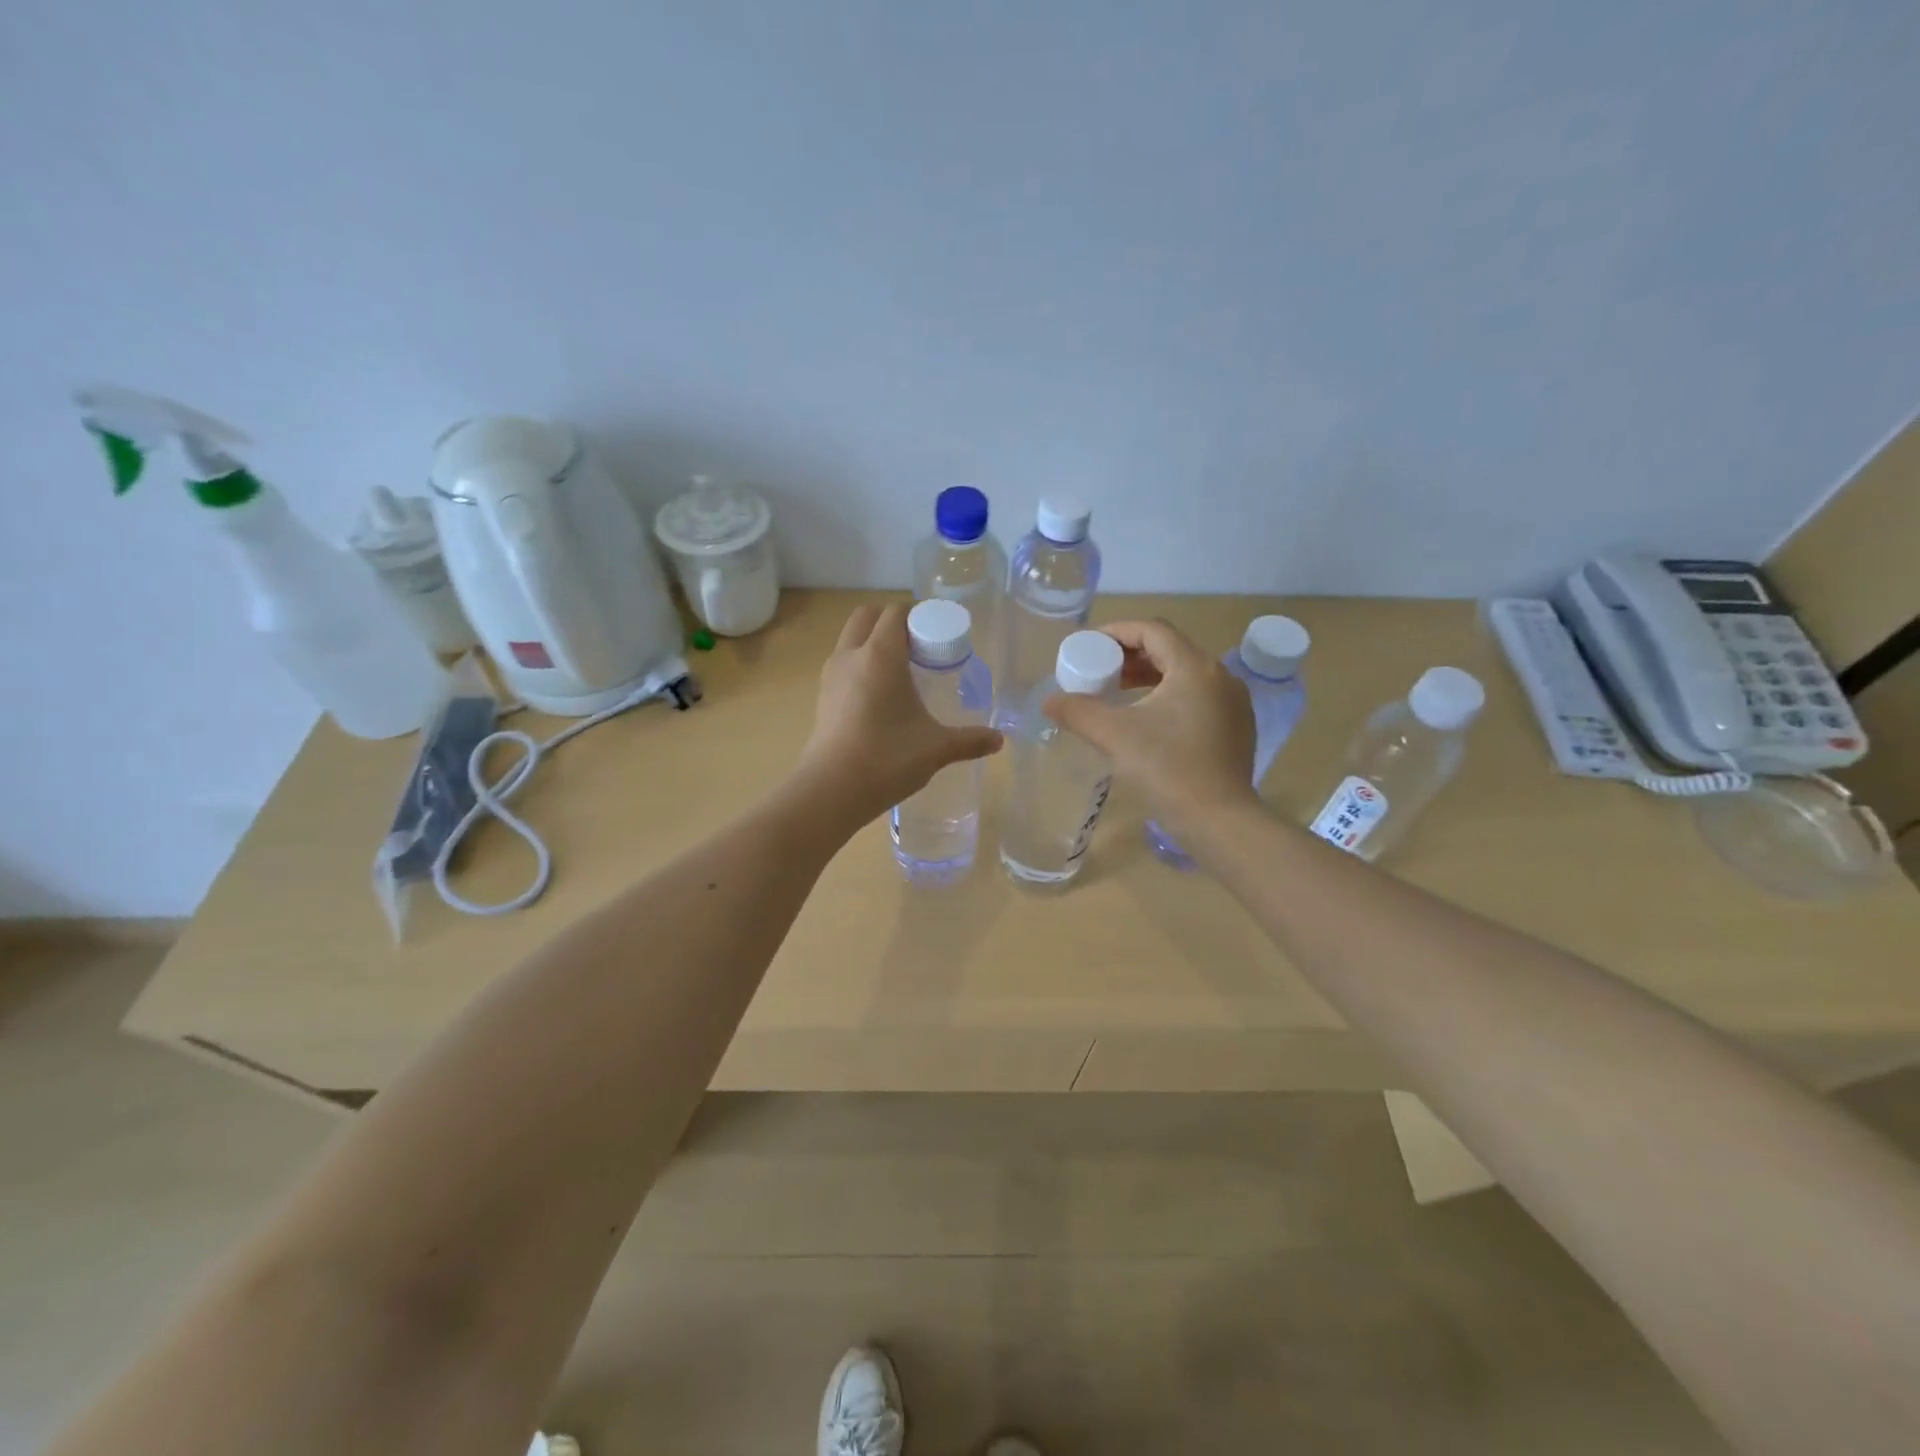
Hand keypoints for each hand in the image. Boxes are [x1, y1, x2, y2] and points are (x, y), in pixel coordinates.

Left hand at [798, 602, 1002, 825]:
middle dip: (892, 622)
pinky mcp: (822, 696)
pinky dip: (860, 665)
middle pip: (868, 616)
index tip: (938, 635)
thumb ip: (969, 740)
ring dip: (873, 642)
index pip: (896, 613)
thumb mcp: (936, 748)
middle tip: (919, 647)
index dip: (918, 616)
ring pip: (851, 639)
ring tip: (902, 672)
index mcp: (880, 655)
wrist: (831, 789)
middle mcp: (851, 655)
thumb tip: (998, 740)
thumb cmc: (887, 758)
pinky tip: (881, 696)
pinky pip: (843, 664)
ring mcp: (831, 675)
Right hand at [1042, 618, 1257, 838]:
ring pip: (1185, 675)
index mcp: (1194, 667)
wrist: (1219, 821)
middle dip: (1131, 656)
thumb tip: (1049, 701)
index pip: (1152, 630)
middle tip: (1099, 670)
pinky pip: (1198, 697)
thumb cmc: (1166, 769)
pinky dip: (1169, 696)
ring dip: (1149, 677)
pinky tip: (1148, 720)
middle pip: (1170, 650)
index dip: (1117, 631)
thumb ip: (1077, 711)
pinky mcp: (1237, 728)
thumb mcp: (1113, 735)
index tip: (1088, 645)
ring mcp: (1234, 703)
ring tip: (1118, 692)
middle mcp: (1220, 676)